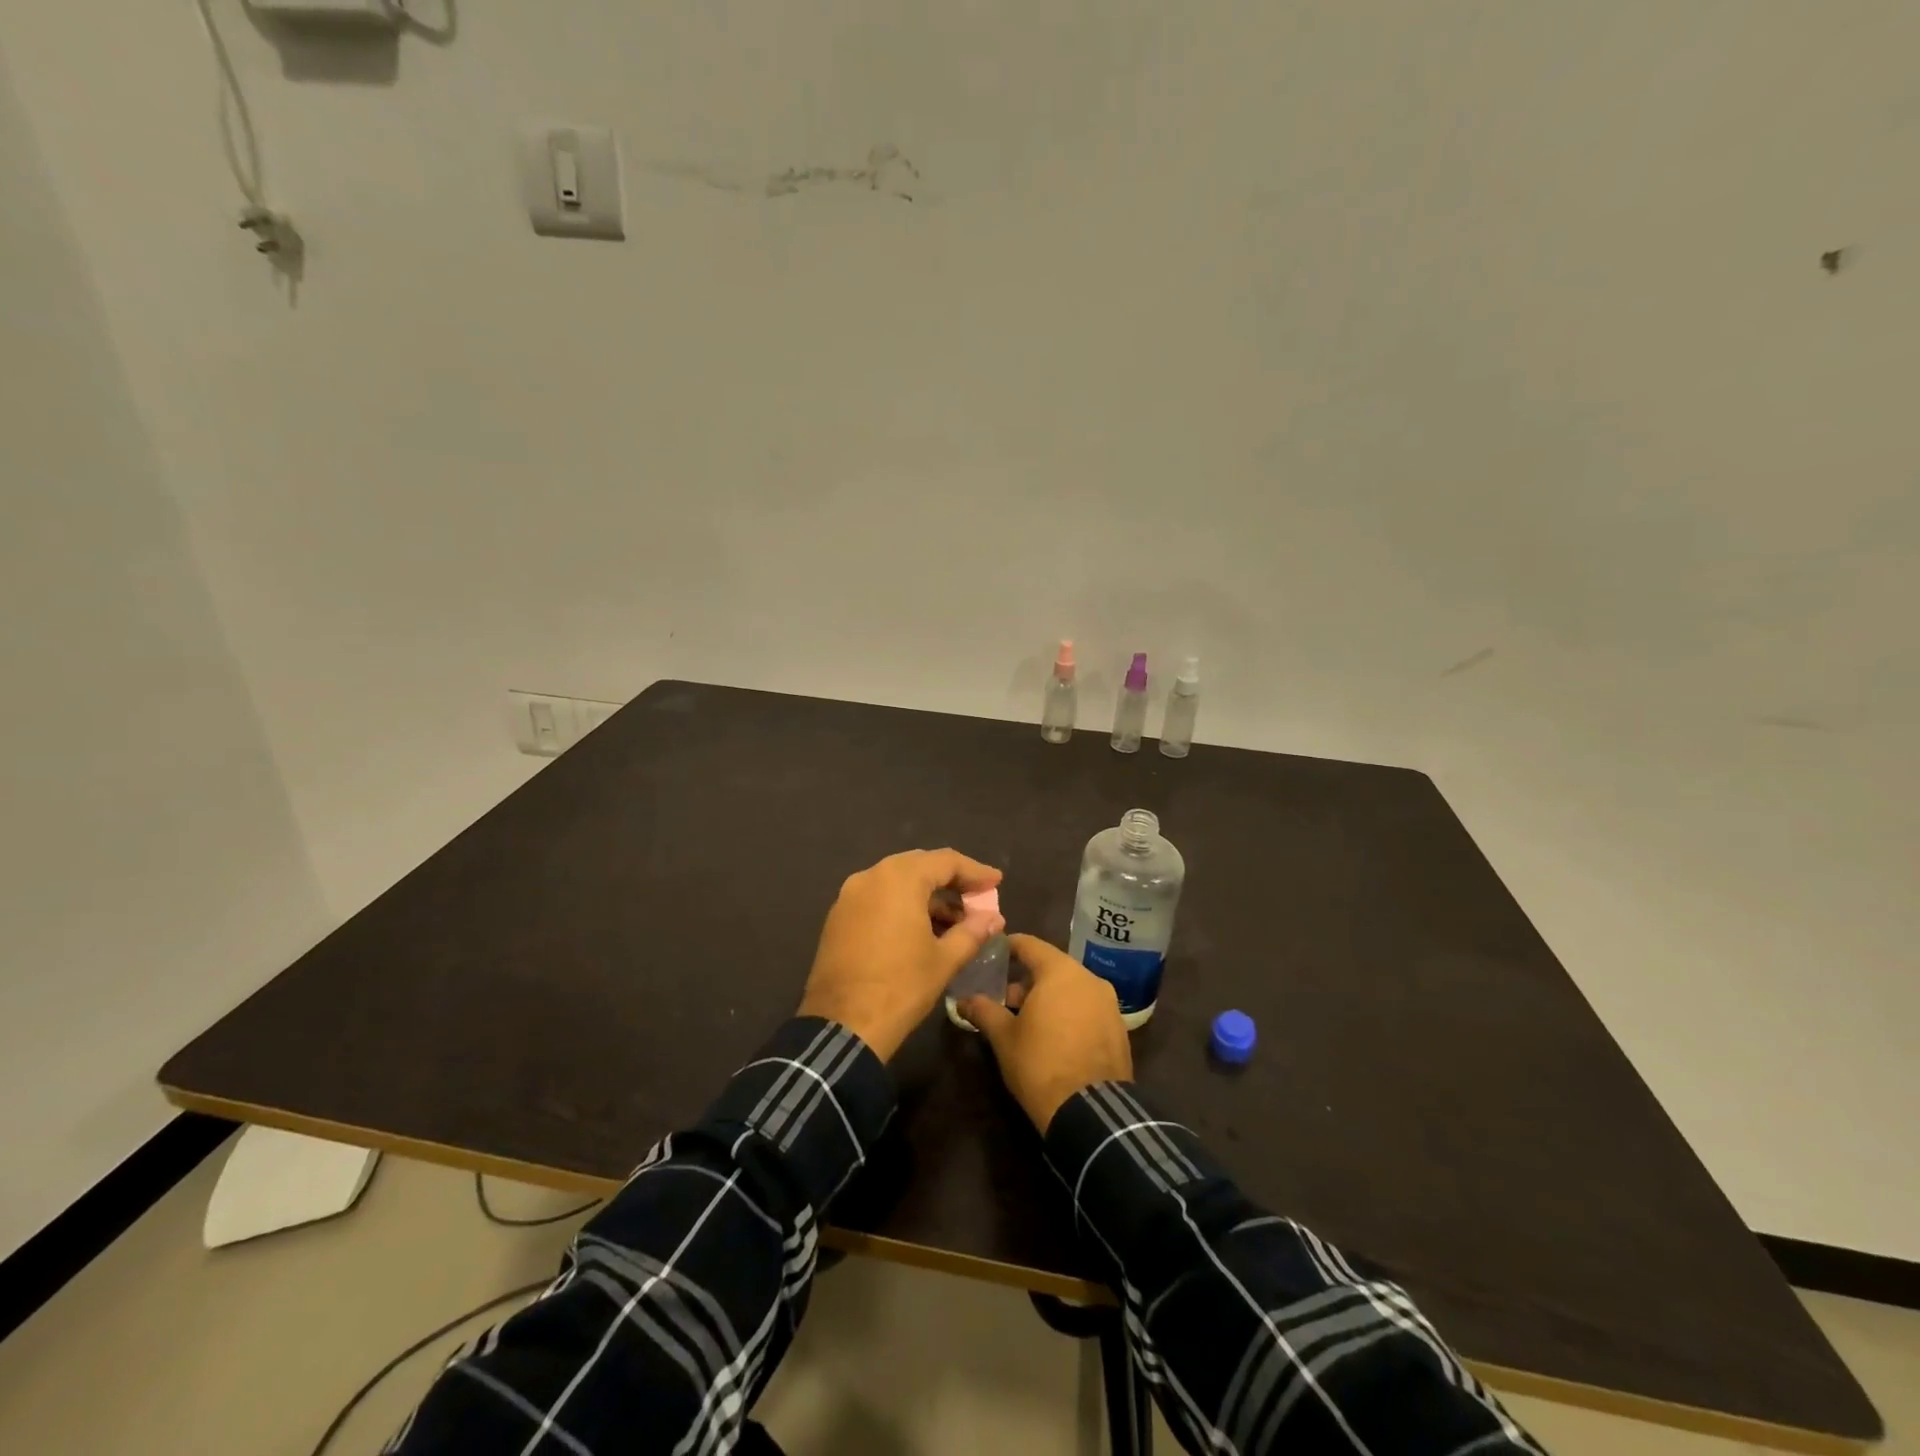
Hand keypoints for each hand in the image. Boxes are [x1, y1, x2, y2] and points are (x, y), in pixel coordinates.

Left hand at [798, 849, 1004, 1060]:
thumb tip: (994, 919)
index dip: (975, 871)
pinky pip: (878, 899)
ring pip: (897, 882)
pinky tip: (921, 930)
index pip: (945, 861)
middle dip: (950, 882)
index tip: (996, 882)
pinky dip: (902, 906)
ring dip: (927, 896)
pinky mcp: (838, 917)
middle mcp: (871, 876)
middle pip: (919, 866)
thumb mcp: (944, 960)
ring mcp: (849, 896)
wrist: (842, 1026)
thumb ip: (972, 932)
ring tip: (954, 922)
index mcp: (899, 879)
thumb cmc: (901, 987)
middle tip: (977, 898)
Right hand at [961, 933, 1131, 1133]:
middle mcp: (1088, 978)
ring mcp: (1108, 1003)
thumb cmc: (1040, 1064)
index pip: (1030, 945)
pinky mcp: (1119, 1027)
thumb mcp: (1004, 1037)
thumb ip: (983, 1011)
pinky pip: (1088, 1007)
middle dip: (1027, 979)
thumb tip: (963, 1000)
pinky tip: (1055, 1035)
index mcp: (1060, 971)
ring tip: (1028, 1021)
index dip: (1008, 947)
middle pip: (1052, 966)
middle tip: (1004, 998)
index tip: (991, 954)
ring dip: (1049, 996)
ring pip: (1072, 987)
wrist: (1090, 1111)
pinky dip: (1070, 1012)